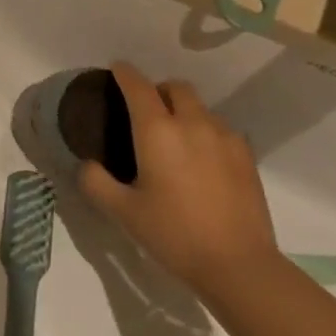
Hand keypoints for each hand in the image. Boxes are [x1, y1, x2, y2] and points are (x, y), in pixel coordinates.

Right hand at [78, 63, 278, 294]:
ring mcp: (224, 138)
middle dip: (157, 89)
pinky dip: (205, 131)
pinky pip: (221, 129)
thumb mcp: (121, 211)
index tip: (115, 69)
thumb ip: (95, 181)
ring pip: (201, 107)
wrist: (238, 265)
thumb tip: (88, 164)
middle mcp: (192, 124)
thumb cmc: (173, 233)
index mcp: (157, 131)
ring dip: (183, 110)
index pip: (138, 86)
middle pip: (175, 87)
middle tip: (144, 110)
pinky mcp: (246, 157)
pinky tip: (200, 159)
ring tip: (174, 137)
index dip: (124, 73)